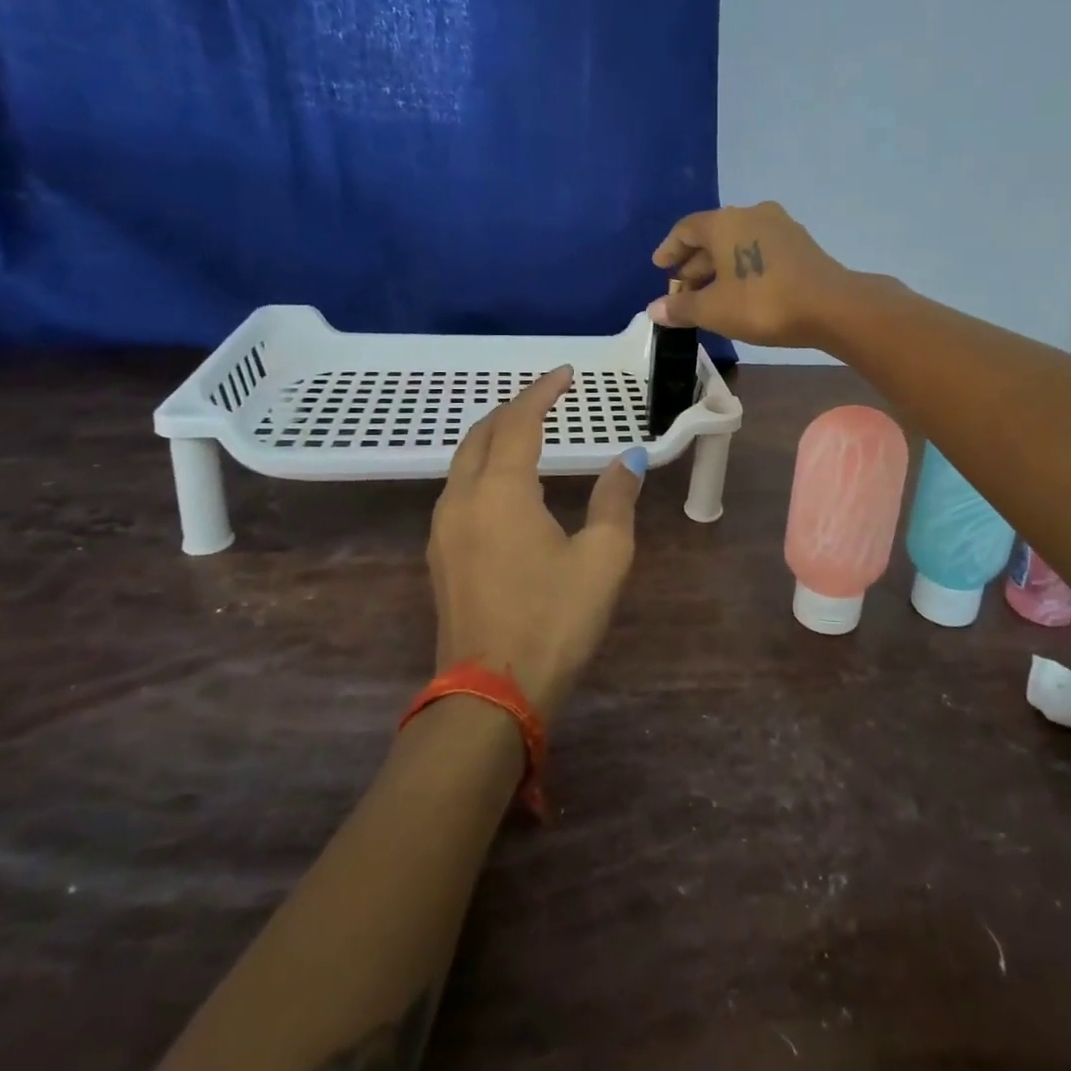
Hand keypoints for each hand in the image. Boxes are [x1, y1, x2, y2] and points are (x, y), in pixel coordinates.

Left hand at [427, 367, 644, 717]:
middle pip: (482, 434)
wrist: (491, 695)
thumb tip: (629, 460)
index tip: (565, 375)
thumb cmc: (554, 620)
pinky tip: (505, 485)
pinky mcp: (441, 556)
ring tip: (527, 433)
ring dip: (493, 437)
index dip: (542, 392)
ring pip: (463, 462)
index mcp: (500, 491)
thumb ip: (615, 499)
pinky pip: (458, 490)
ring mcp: (444, 529)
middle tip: (547, 399)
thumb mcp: (603, 557)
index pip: (519, 422)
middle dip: (513, 409)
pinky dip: (482, 468)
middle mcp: (462, 499)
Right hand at [649, 201, 855, 348]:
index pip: (686, 229)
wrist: (831, 306)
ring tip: (709, 294)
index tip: (660, 267)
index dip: (669, 249)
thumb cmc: (762, 303)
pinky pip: (758, 249)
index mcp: (724, 222)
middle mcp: (750, 214)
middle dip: (694, 263)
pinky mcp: (799, 243)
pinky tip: (740, 291)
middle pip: (712, 235)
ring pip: (737, 243)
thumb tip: (653, 309)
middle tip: (682, 290)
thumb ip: (682, 308)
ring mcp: (779, 226)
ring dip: (719, 266)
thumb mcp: (714, 310)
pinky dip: (742, 266)